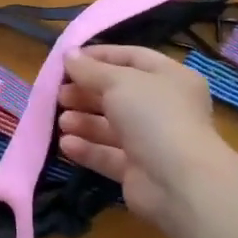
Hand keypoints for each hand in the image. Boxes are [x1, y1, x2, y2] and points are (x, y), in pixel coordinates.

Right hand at [57, 44, 233, 233]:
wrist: (179, 182)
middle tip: (59, 94)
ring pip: (111, 126)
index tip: (68, 59)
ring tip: (61, 121)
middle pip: (119, 94)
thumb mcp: (119, 82)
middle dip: (86, 92)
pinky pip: (108, 155)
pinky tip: (66, 144)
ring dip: (84, 121)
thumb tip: (68, 55)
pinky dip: (87, 149)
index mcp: (171, 78)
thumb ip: (90, 69)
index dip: (100, 56)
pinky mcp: (138, 170)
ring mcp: (152, 141)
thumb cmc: (154, 117)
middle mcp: (164, 108)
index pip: (132, 58)